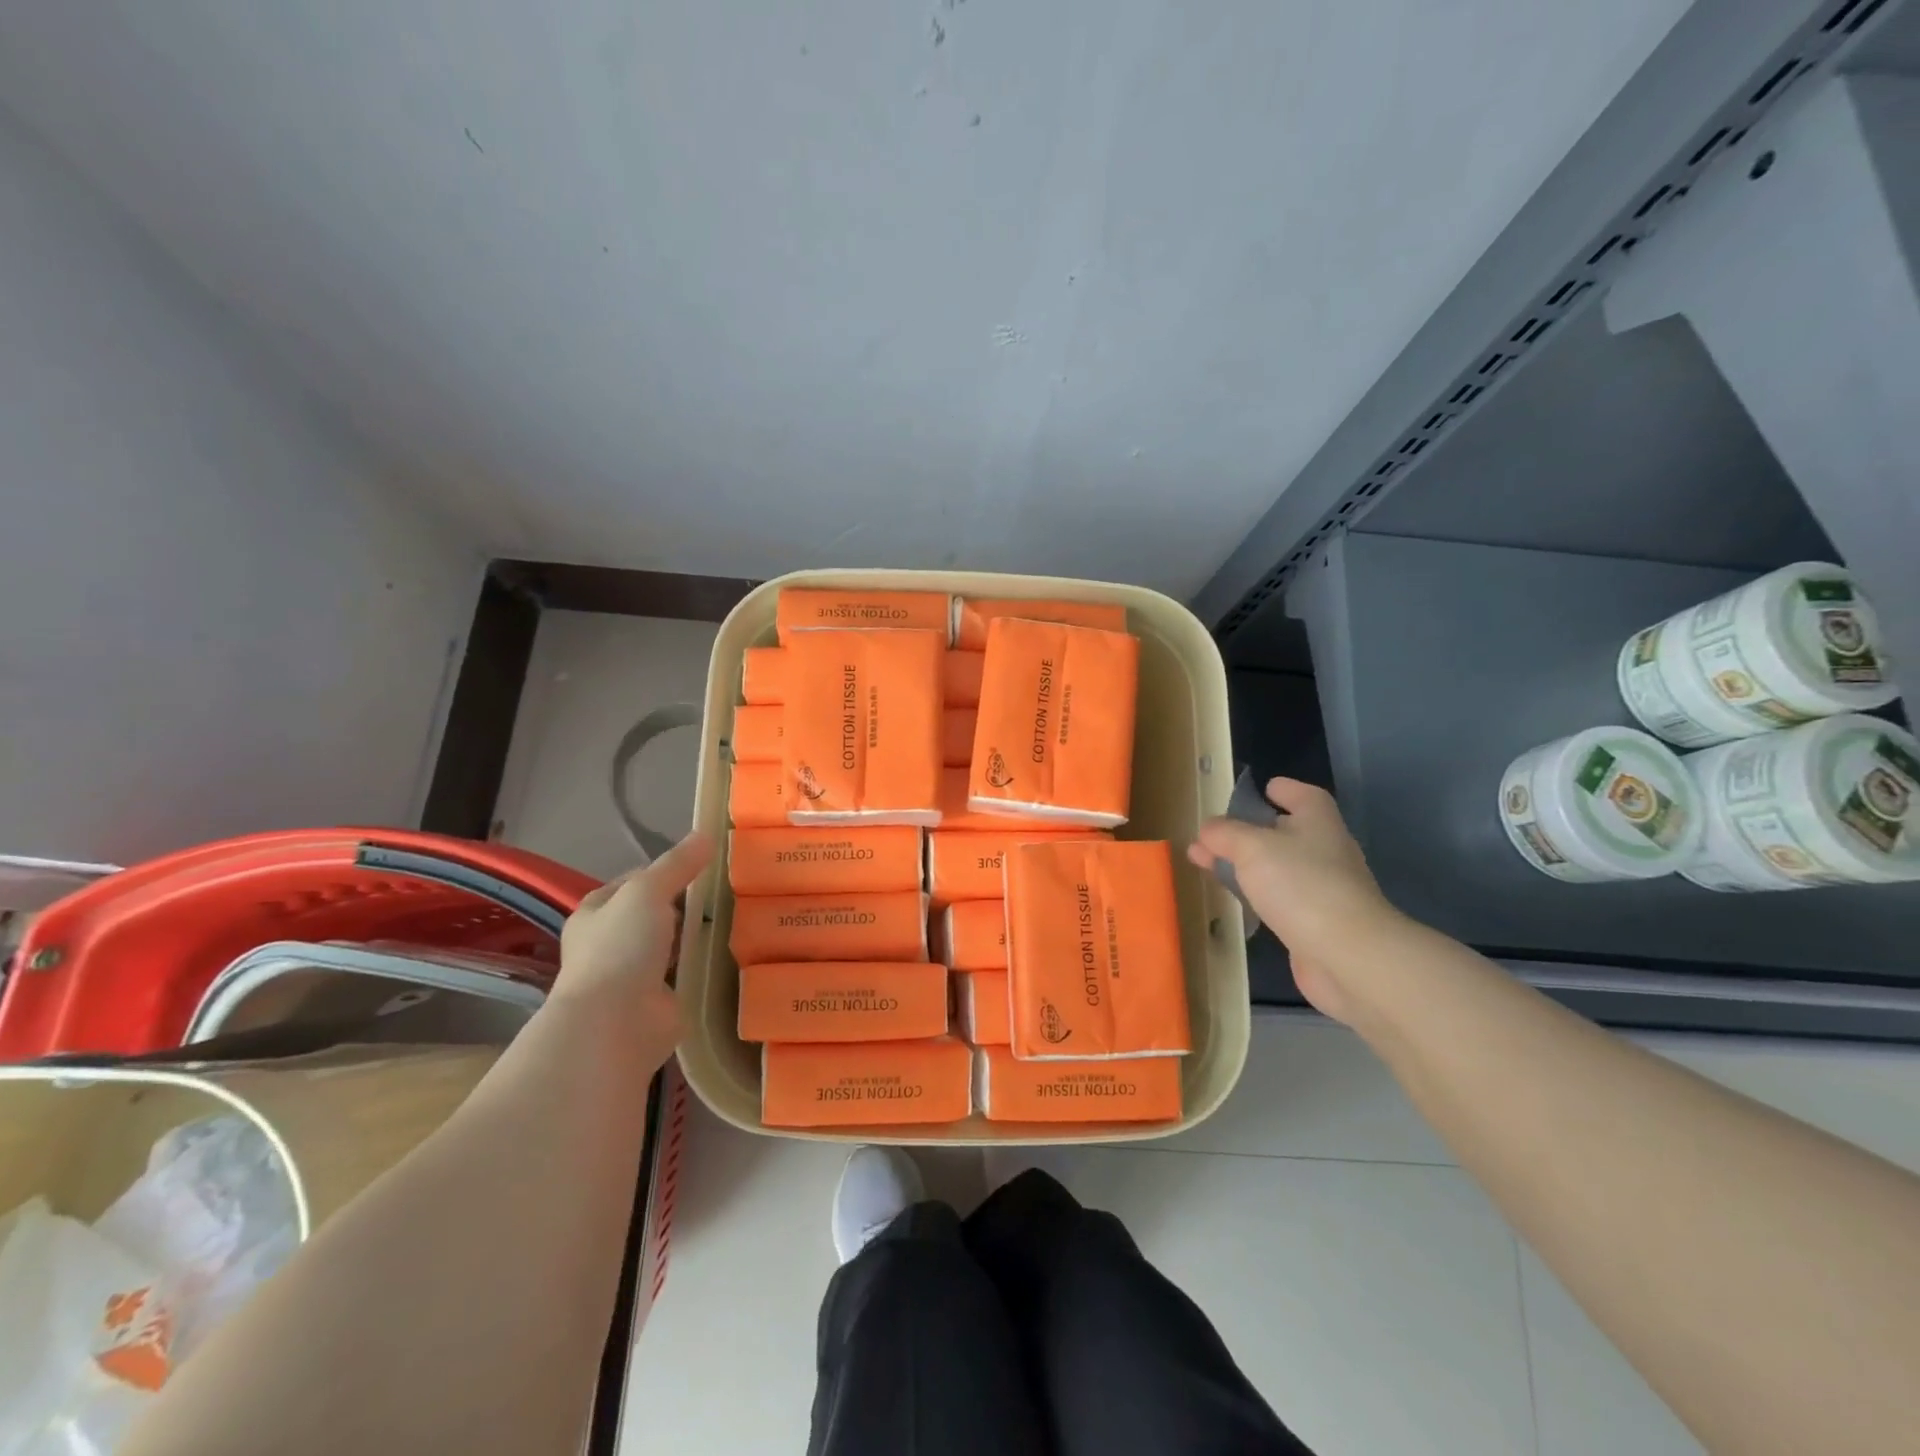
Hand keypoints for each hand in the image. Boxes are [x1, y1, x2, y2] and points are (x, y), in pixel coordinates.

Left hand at [553, 833, 713, 1059]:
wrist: (616, 1024)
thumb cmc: (621, 949)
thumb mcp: (647, 891)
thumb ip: (677, 864)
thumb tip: (706, 834)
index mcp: (596, 912)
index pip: (636, 880)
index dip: (667, 869)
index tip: (705, 865)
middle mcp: (611, 942)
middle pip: (656, 912)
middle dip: (687, 904)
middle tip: (729, 891)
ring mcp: (634, 974)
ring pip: (673, 943)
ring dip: (696, 935)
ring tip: (738, 917)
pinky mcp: (658, 1000)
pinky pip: (686, 972)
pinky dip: (704, 964)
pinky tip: (732, 952)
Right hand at [1188, 779, 1402, 1024]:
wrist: (1348, 956)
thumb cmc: (1301, 885)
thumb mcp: (1251, 847)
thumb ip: (1224, 834)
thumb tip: (1207, 830)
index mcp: (1318, 821)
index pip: (1303, 795)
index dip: (1282, 789)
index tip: (1259, 790)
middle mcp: (1325, 850)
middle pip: (1286, 832)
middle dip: (1248, 831)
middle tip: (1212, 836)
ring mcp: (1324, 889)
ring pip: (1279, 867)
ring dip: (1247, 865)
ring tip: (1209, 866)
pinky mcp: (1316, 923)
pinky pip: (1281, 899)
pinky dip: (1258, 895)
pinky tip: (1236, 901)